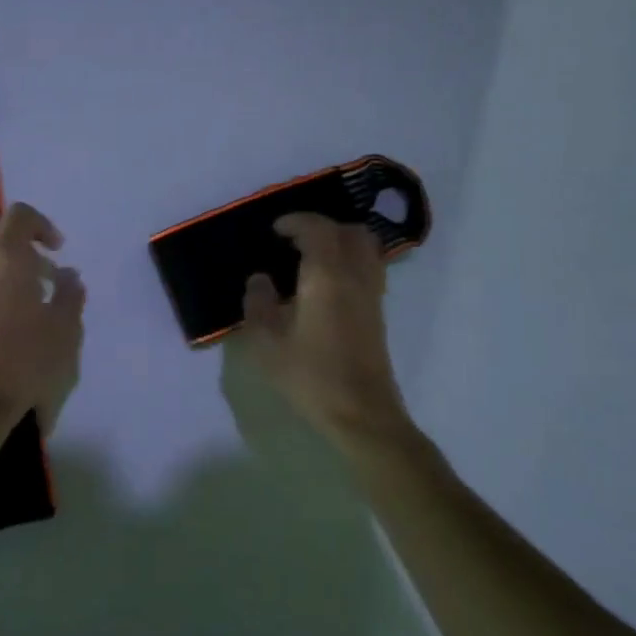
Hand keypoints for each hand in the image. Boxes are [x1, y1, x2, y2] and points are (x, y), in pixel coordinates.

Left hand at [0, 203, 84, 431]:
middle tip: (34, 267)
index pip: (19, 216)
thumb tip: (68, 275)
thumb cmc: (24, 365)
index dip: (41, 225)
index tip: (57, 250)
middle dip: (12, 237)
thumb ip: (70, 295)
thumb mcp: (66, 332)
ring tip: (10, 291)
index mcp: (4, 257)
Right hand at [241, 213, 422, 458]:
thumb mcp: (267, 343)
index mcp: (327, 277)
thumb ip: (258, 304)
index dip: (296, 221)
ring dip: (339, 241)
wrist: (361, 413)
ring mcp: (372, 294)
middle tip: (293, 240)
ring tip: (310, 257)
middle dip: (321, 227)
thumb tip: (260, 279)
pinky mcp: (378, 312)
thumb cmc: (310, 376)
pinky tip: (324, 282)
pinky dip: (348, 260)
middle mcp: (355, 277)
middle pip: (350, 232)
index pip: (318, 229)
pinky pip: (368, 267)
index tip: (275, 230)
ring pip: (366, 248)